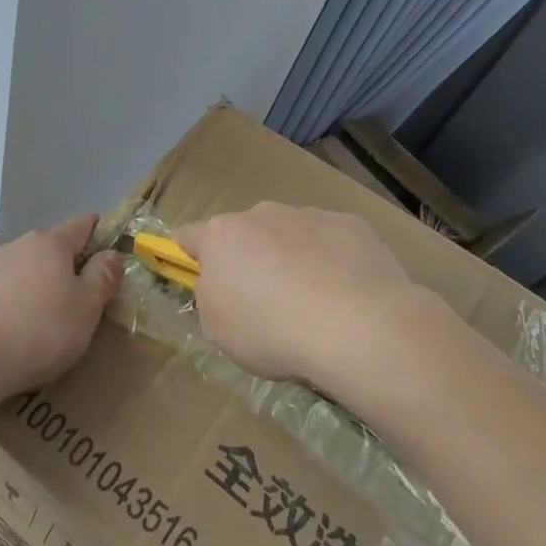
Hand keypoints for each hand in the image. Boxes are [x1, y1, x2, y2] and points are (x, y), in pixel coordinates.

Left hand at [0, 214, 123, 399]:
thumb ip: (103, 276)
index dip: (100, 235)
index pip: (83, 224)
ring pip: (22, 270)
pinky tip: (10, 331)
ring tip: (42, 321)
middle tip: (79, 301)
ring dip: (36, 286)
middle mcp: (17, 245)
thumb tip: (111, 253)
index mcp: (50, 243)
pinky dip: (9, 304)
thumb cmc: (41, 330)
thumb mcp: (87, 307)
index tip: (109, 256)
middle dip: (66, 267)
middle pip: (51, 248)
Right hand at [176, 204, 426, 396]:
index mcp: (221, 236)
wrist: (358, 326)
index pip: (188, 236)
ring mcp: (309, 215)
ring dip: (292, 258)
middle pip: (244, 233)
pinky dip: (332, 260)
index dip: (190, 257)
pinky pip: (331, 241)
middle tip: (265, 302)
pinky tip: (347, 295)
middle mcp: (261, 214)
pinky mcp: (352, 225)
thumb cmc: (272, 331)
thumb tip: (221, 285)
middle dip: (250, 259)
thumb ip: (211, 298)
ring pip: (290, 234)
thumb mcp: (218, 329)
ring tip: (314, 304)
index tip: (202, 280)